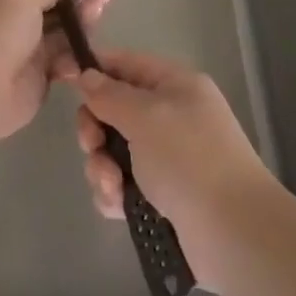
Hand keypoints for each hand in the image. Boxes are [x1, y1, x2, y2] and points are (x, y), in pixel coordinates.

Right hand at [73, 49, 275, 288]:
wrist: (232, 231)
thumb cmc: (189, 158)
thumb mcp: (146, 116)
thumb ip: (110, 95)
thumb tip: (87, 75)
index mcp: (175, 85)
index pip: (127, 64)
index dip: (95, 69)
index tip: (63, 80)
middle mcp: (171, 116)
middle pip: (115, 110)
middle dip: (96, 129)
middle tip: (92, 146)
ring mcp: (167, 157)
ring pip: (114, 151)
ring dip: (102, 167)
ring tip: (113, 185)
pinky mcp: (162, 195)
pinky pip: (123, 184)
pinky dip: (115, 193)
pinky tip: (119, 206)